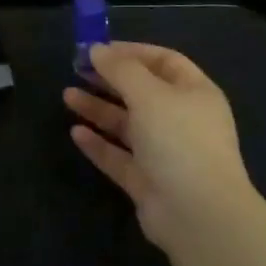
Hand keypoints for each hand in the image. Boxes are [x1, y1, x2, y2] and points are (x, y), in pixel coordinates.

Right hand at [65, 42, 256, 252]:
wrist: (199, 216)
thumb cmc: (179, 141)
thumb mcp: (148, 94)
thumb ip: (120, 69)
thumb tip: (97, 49)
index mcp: (195, 93)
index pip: (163, 61)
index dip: (131, 51)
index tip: (97, 48)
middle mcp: (182, 120)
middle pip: (142, 91)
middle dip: (109, 79)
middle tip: (76, 69)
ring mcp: (165, 153)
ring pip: (127, 124)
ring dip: (98, 108)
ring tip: (67, 95)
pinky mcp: (148, 182)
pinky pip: (119, 156)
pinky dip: (99, 144)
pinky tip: (76, 132)